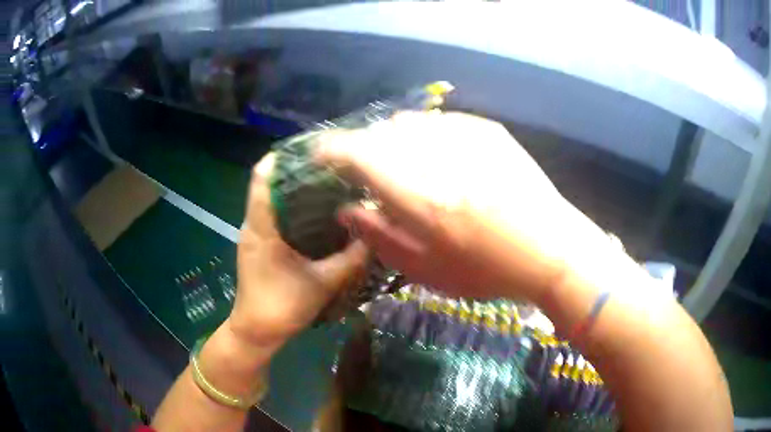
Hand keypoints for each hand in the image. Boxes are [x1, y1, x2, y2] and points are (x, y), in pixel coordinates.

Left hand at [231, 153, 368, 346]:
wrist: (256, 333)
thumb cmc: (281, 306)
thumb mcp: (322, 283)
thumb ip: (350, 259)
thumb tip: (375, 235)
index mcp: (261, 226)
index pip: (263, 177)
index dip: (283, 157)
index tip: (313, 149)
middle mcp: (254, 223)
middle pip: (270, 182)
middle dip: (298, 170)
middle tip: (332, 165)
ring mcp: (255, 234)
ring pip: (273, 199)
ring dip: (297, 189)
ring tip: (330, 182)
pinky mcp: (260, 245)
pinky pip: (276, 216)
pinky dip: (295, 208)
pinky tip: (320, 213)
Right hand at [318, 112, 596, 299]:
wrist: (549, 249)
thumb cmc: (486, 270)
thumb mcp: (425, 270)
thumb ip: (378, 236)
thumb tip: (346, 209)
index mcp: (414, 190)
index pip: (354, 151)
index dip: (330, 150)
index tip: (320, 157)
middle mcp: (435, 153)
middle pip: (379, 133)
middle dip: (362, 148)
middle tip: (365, 171)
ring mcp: (465, 136)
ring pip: (409, 123)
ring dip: (394, 140)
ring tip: (404, 164)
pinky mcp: (488, 131)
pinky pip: (441, 122)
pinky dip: (427, 135)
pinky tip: (439, 157)